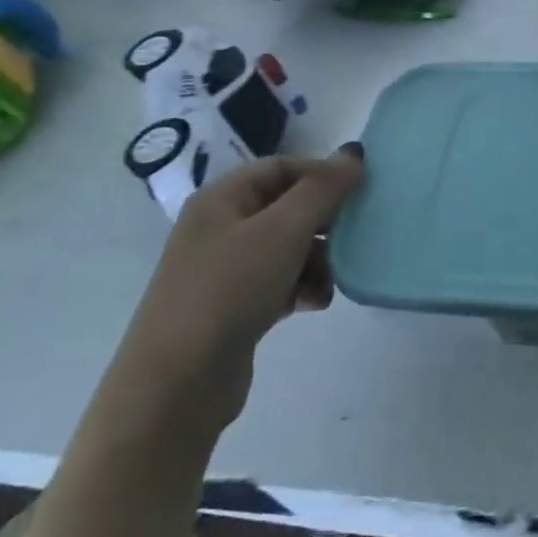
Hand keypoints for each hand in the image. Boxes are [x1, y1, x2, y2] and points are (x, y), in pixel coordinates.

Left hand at [110, 146, 365, 433]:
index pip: (282, 168)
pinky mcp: (235, 306)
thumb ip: (322, 189)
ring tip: (330, 282)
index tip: (360, 192)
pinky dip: (303, 287)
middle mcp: (220, 228)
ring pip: (289, 248)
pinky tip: (313, 304)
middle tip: (355, 236)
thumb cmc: (229, 290)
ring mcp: (225, 270)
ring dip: (318, 260)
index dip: (322, 174)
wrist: (178, 383)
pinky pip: (281, 282)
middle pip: (288, 208)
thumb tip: (354, 153)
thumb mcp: (282, 231)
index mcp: (222, 199)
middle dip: (324, 223)